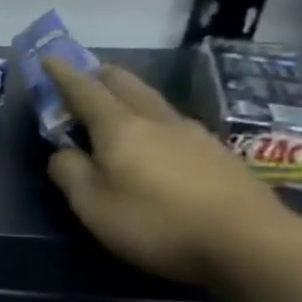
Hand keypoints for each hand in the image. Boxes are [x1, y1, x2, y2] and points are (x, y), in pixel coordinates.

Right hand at [43, 58, 296, 284]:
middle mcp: (158, 122)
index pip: (86, 92)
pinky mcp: (220, 156)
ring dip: (131, 97)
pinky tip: (157, 140)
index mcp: (120, 129)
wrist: (251, 243)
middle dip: (102, 77)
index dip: (64, 75)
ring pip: (155, 103)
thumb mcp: (92, 204)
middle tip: (86, 77)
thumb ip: (69, 172)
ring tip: (119, 107)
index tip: (50, 58)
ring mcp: (195, 136)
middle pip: (127, 85)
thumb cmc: (155, 222)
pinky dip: (154, 121)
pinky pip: (175, 125)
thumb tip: (63, 152)